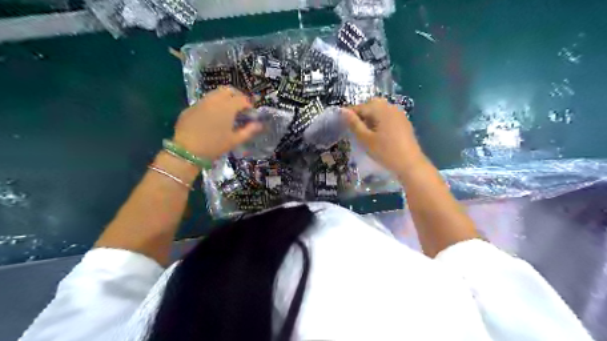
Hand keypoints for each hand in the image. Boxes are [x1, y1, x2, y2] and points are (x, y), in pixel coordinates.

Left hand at [173, 85, 263, 159]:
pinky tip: (212, 118)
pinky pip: (205, 101)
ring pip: (215, 94)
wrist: (186, 151)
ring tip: (227, 112)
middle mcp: (214, 100)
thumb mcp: (234, 140)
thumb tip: (259, 124)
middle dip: (236, 96)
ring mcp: (201, 102)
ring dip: (224, 99)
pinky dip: (213, 105)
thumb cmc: (214, 146)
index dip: (249, 105)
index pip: (242, 99)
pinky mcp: (191, 108)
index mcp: (227, 107)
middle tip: (240, 107)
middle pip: (228, 90)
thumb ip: (249, 130)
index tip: (251, 113)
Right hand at [343, 97, 423, 173]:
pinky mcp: (404, 121)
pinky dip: (380, 120)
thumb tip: (343, 111)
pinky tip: (379, 133)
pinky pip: (388, 115)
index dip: (350, 114)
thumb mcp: (365, 139)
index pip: (360, 107)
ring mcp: (399, 113)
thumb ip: (354, 124)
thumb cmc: (385, 152)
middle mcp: (390, 107)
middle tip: (356, 129)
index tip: (343, 124)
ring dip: (371, 116)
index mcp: (380, 109)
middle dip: (362, 114)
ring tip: (367, 132)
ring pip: (380, 109)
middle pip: (371, 105)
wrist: (410, 163)